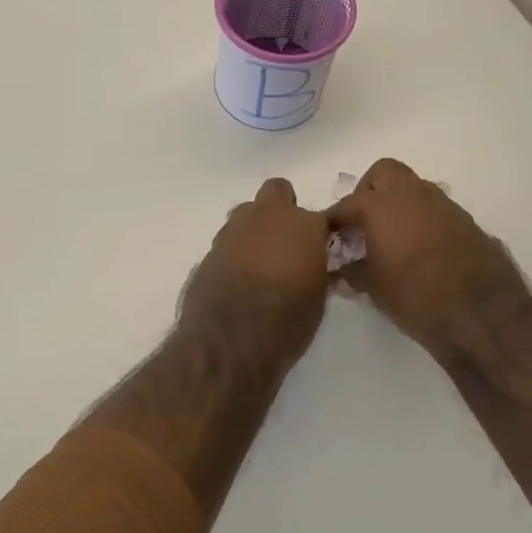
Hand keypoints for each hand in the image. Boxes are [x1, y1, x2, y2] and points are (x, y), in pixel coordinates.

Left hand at [181, 179, 332, 369]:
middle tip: (287, 241)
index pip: (322, 216)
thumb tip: (312, 264)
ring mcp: (234, 230)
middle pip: (277, 192)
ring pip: (248, 213)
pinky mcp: (210, 248)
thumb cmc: (286, 321)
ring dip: (256, 229)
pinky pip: (229, 240)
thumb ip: (316, 269)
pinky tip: (238, 277)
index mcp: (302, 225)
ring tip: (261, 262)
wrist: (230, 340)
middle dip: (283, 209)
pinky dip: (236, 251)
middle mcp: (267, 217)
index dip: (321, 232)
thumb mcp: (317, 299)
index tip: (321, 249)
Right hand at [328, 159, 531, 359]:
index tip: (326, 235)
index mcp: (381, 206)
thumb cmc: (417, 298)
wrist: (484, 315)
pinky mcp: (467, 222)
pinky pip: (436, 210)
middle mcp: (412, 195)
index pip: (347, 205)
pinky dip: (422, 220)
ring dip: (398, 204)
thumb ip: (354, 273)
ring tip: (391, 237)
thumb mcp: (375, 289)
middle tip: (362, 222)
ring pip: (414, 188)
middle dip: (368, 191)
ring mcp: (444, 205)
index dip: (333, 220)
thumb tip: (341, 271)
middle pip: (383, 173)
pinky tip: (420, 250)